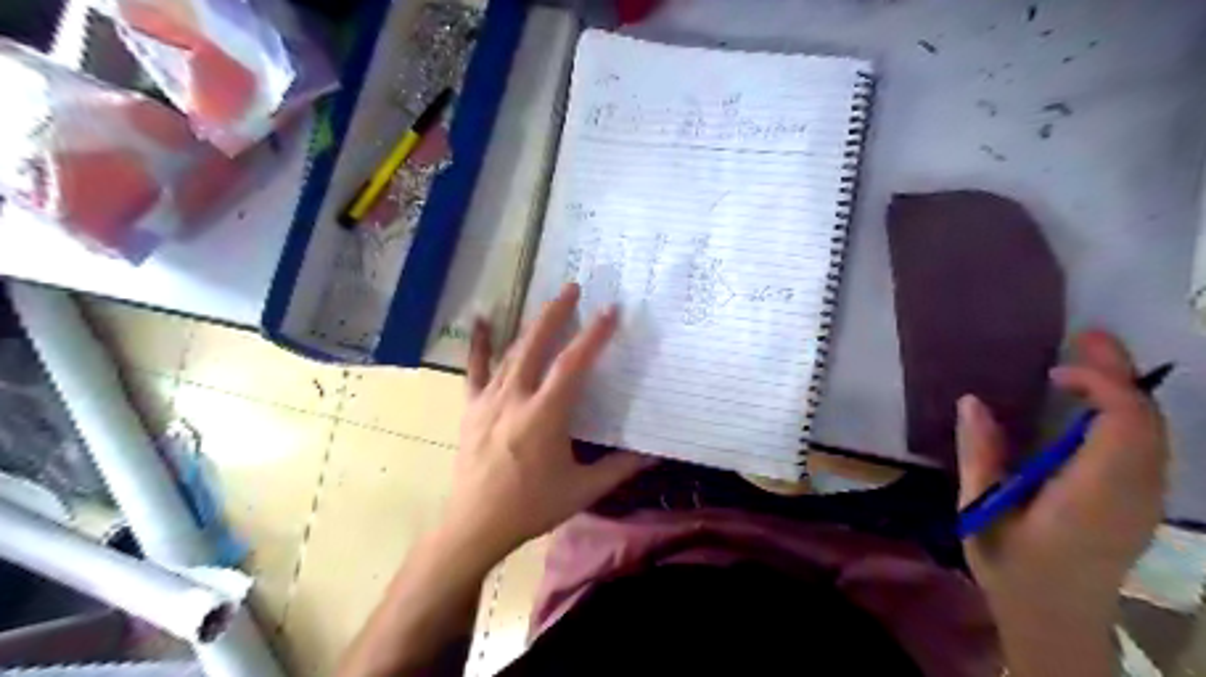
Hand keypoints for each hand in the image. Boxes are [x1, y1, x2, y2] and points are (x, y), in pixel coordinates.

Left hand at [442, 280, 651, 560]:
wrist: (475, 525)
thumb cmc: (531, 507)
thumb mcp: (582, 490)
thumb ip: (620, 468)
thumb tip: (654, 452)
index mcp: (545, 416)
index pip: (573, 365)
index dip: (594, 336)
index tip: (610, 311)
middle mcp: (515, 398)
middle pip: (537, 346)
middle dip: (556, 314)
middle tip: (572, 287)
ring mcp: (489, 400)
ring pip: (512, 352)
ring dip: (532, 325)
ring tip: (548, 302)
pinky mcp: (472, 407)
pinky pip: (475, 369)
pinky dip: (479, 343)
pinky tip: (482, 318)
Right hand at [957, 331, 1163, 632]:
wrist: (1054, 619)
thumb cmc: (1011, 567)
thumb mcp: (981, 511)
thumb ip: (980, 455)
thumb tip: (972, 401)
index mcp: (1093, 496)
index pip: (1125, 426)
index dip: (1104, 385)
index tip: (1056, 371)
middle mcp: (1133, 494)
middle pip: (1148, 422)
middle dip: (1121, 374)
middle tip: (1084, 338)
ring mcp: (1144, 501)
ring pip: (1155, 432)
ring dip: (1125, 391)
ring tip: (1086, 362)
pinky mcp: (1140, 503)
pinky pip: (1147, 447)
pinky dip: (1125, 414)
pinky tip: (1090, 406)